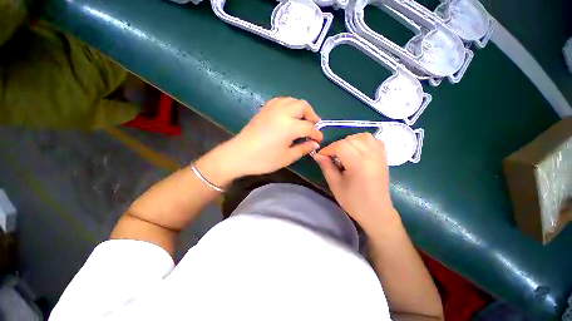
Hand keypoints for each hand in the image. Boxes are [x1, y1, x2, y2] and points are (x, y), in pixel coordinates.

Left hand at [197, 97, 322, 185]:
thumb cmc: (264, 159)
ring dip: (301, 108)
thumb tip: (314, 144)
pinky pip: (281, 101)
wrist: (239, 154)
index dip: (317, 134)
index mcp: (289, 126)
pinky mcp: (264, 109)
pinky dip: (289, 105)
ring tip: (302, 120)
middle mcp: (282, 112)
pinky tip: (288, 115)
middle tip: (313, 126)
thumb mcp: (287, 157)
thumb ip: (303, 148)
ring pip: (292, 100)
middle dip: (312, 115)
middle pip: (303, 106)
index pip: (309, 127)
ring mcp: (272, 108)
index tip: (319, 140)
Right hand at [313, 133, 394, 231]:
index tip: (320, 156)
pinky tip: (357, 150)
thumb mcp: (335, 185)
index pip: (340, 146)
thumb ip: (326, 167)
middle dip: (337, 146)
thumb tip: (318, 155)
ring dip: (350, 141)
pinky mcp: (383, 157)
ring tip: (344, 152)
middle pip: (350, 140)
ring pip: (363, 137)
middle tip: (332, 157)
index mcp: (359, 164)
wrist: (377, 212)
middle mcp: (371, 156)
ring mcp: (379, 155)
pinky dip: (363, 141)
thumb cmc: (354, 201)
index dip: (328, 149)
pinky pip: (373, 140)